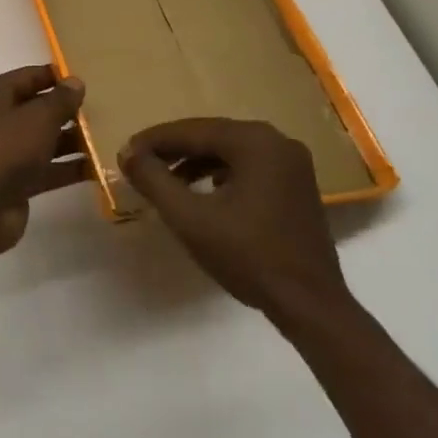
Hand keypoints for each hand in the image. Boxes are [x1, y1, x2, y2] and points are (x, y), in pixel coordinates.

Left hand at [0, 66, 86, 255]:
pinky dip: (67, 167)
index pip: (28, 76)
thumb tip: (75, 81)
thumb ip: (60, 99)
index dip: (56, 76)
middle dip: (67, 110)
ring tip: (106, 136)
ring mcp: (4, 152)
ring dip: (71, 140)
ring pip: (43, 139)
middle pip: (36, 108)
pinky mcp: (14, 181)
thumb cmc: (6, 148)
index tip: (87, 79)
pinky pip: (45, 168)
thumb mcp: (38, 117)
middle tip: (103, 108)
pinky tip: (97, 167)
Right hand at [121, 119, 350, 323]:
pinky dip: (220, 174)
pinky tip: (203, 192)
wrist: (311, 306)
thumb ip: (155, 180)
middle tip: (141, 164)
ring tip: (165, 181)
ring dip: (196, 162)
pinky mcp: (297, 185)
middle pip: (212, 136)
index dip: (155, 141)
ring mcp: (292, 163)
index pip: (193, 130)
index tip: (126, 153)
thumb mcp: (191, 219)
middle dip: (174, 150)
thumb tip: (128, 153)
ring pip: (230, 151)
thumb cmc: (249, 257)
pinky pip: (248, 167)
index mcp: (255, 141)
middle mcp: (277, 140)